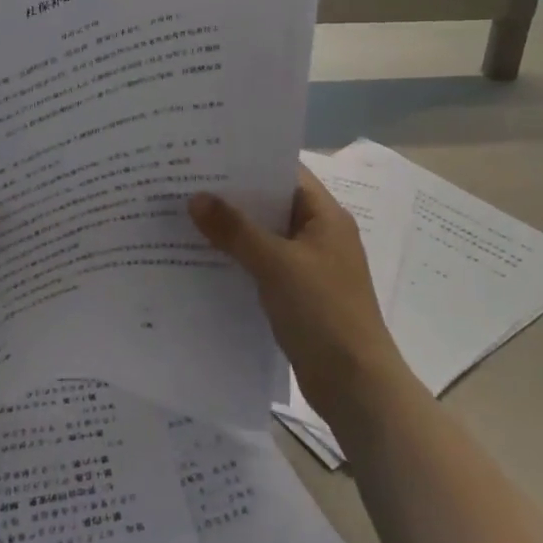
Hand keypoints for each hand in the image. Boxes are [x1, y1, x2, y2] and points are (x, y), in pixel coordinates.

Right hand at [190, 168, 405, 425]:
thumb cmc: (323, 312)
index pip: (285, 173)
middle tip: (186, 184)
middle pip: (272, 204)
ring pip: (265, 237)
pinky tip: (203, 260)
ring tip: (186, 217)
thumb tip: (196, 197)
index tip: (208, 156)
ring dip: (233, 230)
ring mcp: (310, 266)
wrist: (355, 385)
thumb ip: (235, 230)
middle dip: (233, 197)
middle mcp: (319, 235)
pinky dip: (238, 260)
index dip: (250, 162)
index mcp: (325, 216)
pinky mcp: (299, 295)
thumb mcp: (276, 265)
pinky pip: (263, 265)